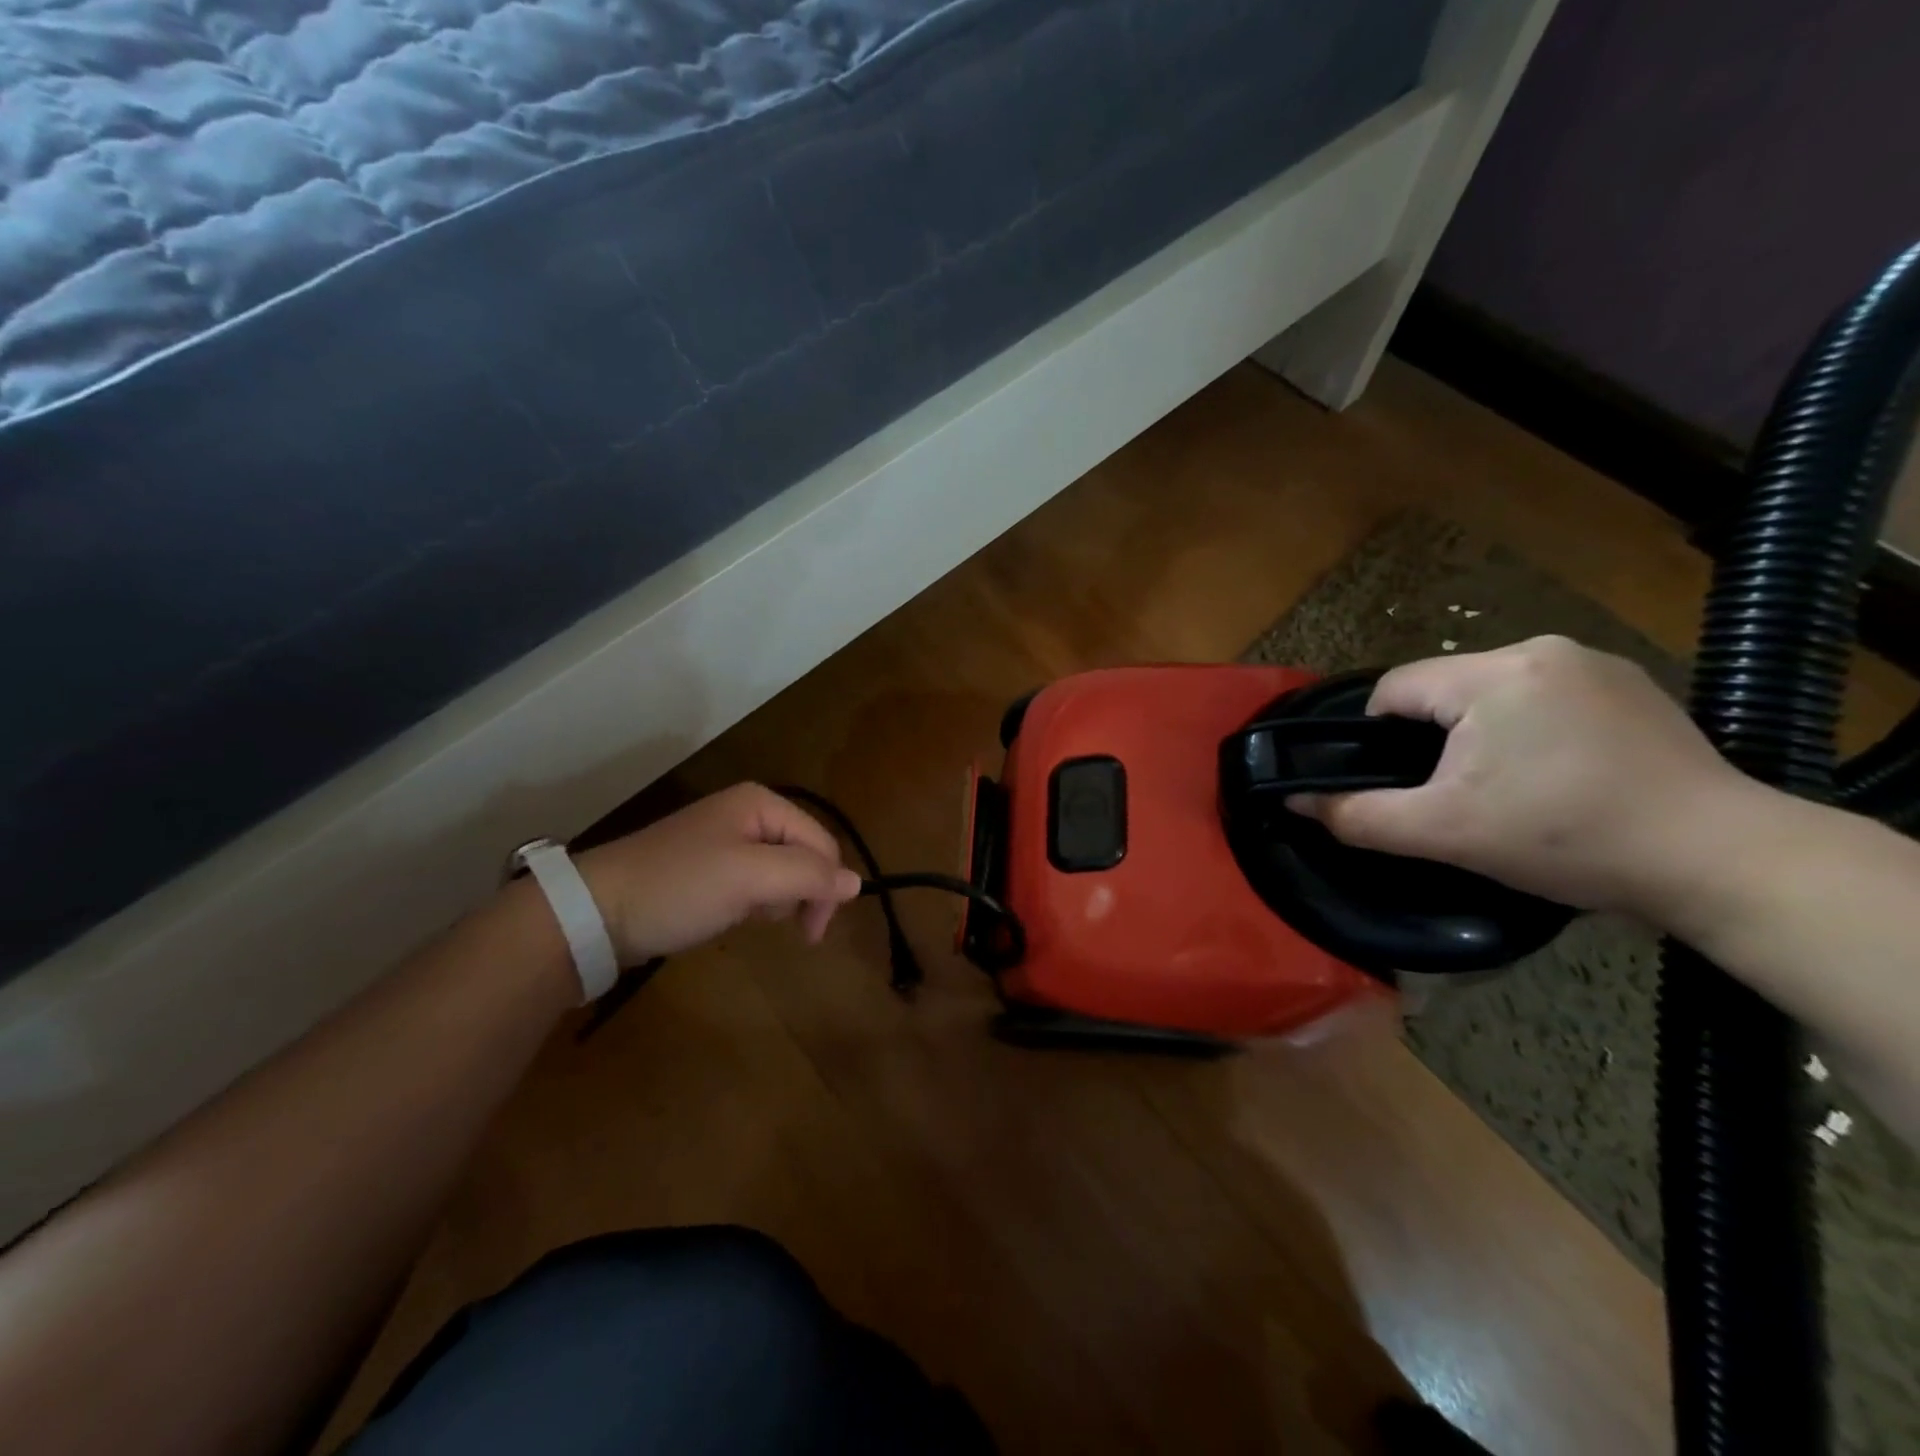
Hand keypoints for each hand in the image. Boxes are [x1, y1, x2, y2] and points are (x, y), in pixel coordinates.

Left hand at [575, 784, 861, 965]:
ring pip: (781, 870)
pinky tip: (734, 915)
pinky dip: (754, 902)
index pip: (821, 843)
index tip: (813, 934)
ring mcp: (725, 838)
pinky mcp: (707, 866)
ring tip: (748, 917)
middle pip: (804, 854)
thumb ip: (809, 876)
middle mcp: (748, 812)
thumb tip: (858, 884)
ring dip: (777, 900)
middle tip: (785, 929)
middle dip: (800, 893)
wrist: (595, 911)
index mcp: (762, 803)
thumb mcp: (751, 879)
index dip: (827, 887)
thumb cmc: (680, 887)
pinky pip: (753, 881)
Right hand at [1289, 636, 1756, 917]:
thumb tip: (1294, 802)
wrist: (1721, 859)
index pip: (1395, 689)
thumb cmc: (1566, 838)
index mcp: (1493, 673)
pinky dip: (1529, 728)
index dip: (1379, 738)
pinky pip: (1542, 696)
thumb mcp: (1445, 834)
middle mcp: (1542, 649)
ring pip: (1492, 691)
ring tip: (1508, 787)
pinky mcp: (1632, 684)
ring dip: (1480, 732)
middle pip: (1443, 688)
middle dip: (1433, 738)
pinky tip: (1557, 772)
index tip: (1404, 785)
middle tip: (1457, 795)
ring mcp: (1594, 662)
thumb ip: (1358, 815)